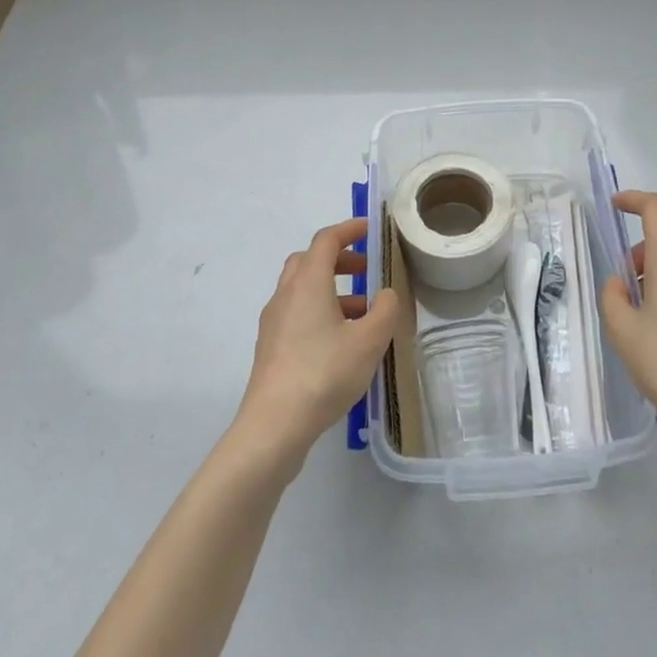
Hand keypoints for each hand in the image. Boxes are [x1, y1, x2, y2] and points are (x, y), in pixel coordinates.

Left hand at [235, 219, 401, 465]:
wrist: (273, 426)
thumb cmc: (324, 374)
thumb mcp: (370, 341)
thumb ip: (385, 310)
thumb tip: (386, 294)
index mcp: (308, 283)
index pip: (326, 240)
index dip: (349, 230)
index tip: (370, 229)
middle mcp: (286, 295)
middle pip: (309, 261)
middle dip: (339, 259)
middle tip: (365, 270)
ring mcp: (274, 322)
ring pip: (302, 289)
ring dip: (331, 289)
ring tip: (363, 312)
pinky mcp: (270, 348)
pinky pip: (297, 314)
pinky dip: (320, 312)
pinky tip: (341, 341)